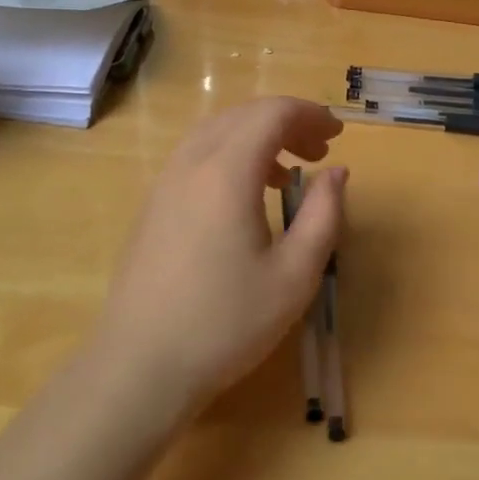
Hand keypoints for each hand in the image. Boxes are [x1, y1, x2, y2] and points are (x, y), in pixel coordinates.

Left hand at [95, 97, 346, 415]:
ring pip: (216, 132)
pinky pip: (196, 156)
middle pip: (242, 115)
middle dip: (287, 122)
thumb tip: (336, 173)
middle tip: (320, 152)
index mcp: (226, 171)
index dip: (310, 114)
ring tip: (288, 174)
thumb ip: (323, 215)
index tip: (338, 135)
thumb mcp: (294, 275)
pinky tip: (245, 197)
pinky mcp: (152, 205)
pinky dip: (229, 155)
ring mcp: (164, 182)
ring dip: (256, 137)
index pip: (271, 113)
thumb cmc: (226, 323)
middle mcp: (191, 163)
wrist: (140, 366)